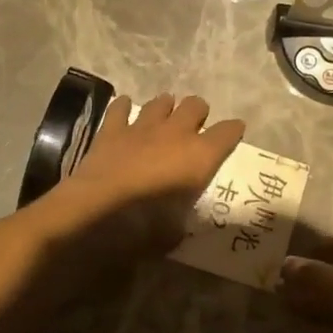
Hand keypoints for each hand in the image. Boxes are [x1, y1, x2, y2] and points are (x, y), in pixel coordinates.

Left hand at [50, 93, 244, 258]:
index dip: (233, 131)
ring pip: (162, 101)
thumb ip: (180, 221)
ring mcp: (143, 126)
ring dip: (166, 108)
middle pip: (196, 105)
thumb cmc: (144, 224)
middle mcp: (176, 132)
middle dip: (198, 113)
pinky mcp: (113, 129)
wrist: (97, 208)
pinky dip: (124, 107)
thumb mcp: (173, 232)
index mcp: (200, 156)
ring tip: (164, 118)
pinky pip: (121, 107)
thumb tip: (176, 226)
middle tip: (194, 128)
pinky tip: (125, 110)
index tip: (234, 133)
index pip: (228, 132)